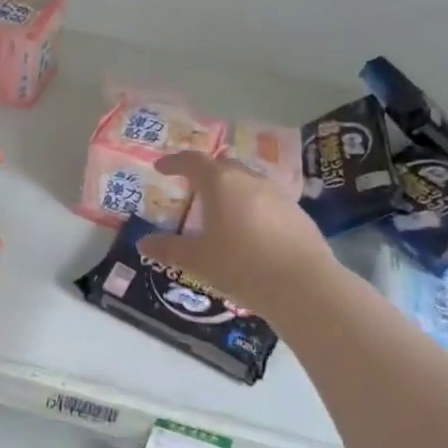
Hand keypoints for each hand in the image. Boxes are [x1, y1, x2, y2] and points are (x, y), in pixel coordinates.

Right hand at [137, 152, 336, 322]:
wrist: (304, 286)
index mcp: (221, 183)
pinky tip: (249, 231)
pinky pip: (266, 201)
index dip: (174, 162)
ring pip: (248, 182)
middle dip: (205, 173)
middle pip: (223, 166)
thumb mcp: (198, 261)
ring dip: (231, 189)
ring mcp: (278, 195)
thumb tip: (143, 242)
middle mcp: (250, 180)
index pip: (192, 161)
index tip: (161, 167)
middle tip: (191, 188)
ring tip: (220, 211)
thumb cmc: (241, 266)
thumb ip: (169, 249)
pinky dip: (251, 207)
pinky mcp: (297, 213)